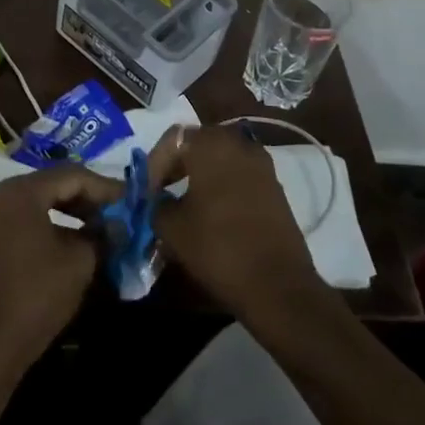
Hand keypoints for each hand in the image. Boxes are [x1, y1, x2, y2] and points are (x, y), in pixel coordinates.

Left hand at [0, 165, 118, 376]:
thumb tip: (116, 227)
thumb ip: (101, 236)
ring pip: (36, 205)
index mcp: (20, 192)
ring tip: (98, 230)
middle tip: (116, 215)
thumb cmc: (35, 296)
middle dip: (87, 200)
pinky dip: (48, 228)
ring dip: (68, 215)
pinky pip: (22, 223)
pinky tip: (69, 245)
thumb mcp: (79, 263)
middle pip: (52, 186)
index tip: (130, 201)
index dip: (105, 188)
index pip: (72, 176)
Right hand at [146, 125, 328, 326]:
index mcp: (211, 144)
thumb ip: (157, 205)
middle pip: (198, 143)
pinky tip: (212, 212)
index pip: (172, 139)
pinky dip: (222, 186)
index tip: (146, 192)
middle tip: (162, 191)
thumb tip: (158, 201)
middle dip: (177, 165)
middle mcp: (239, 144)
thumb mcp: (172, 228)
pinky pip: (240, 175)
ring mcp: (262, 165)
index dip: (154, 164)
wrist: (278, 285)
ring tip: (185, 203)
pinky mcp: (275, 187)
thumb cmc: (218, 248)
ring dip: (201, 175)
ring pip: (221, 158)